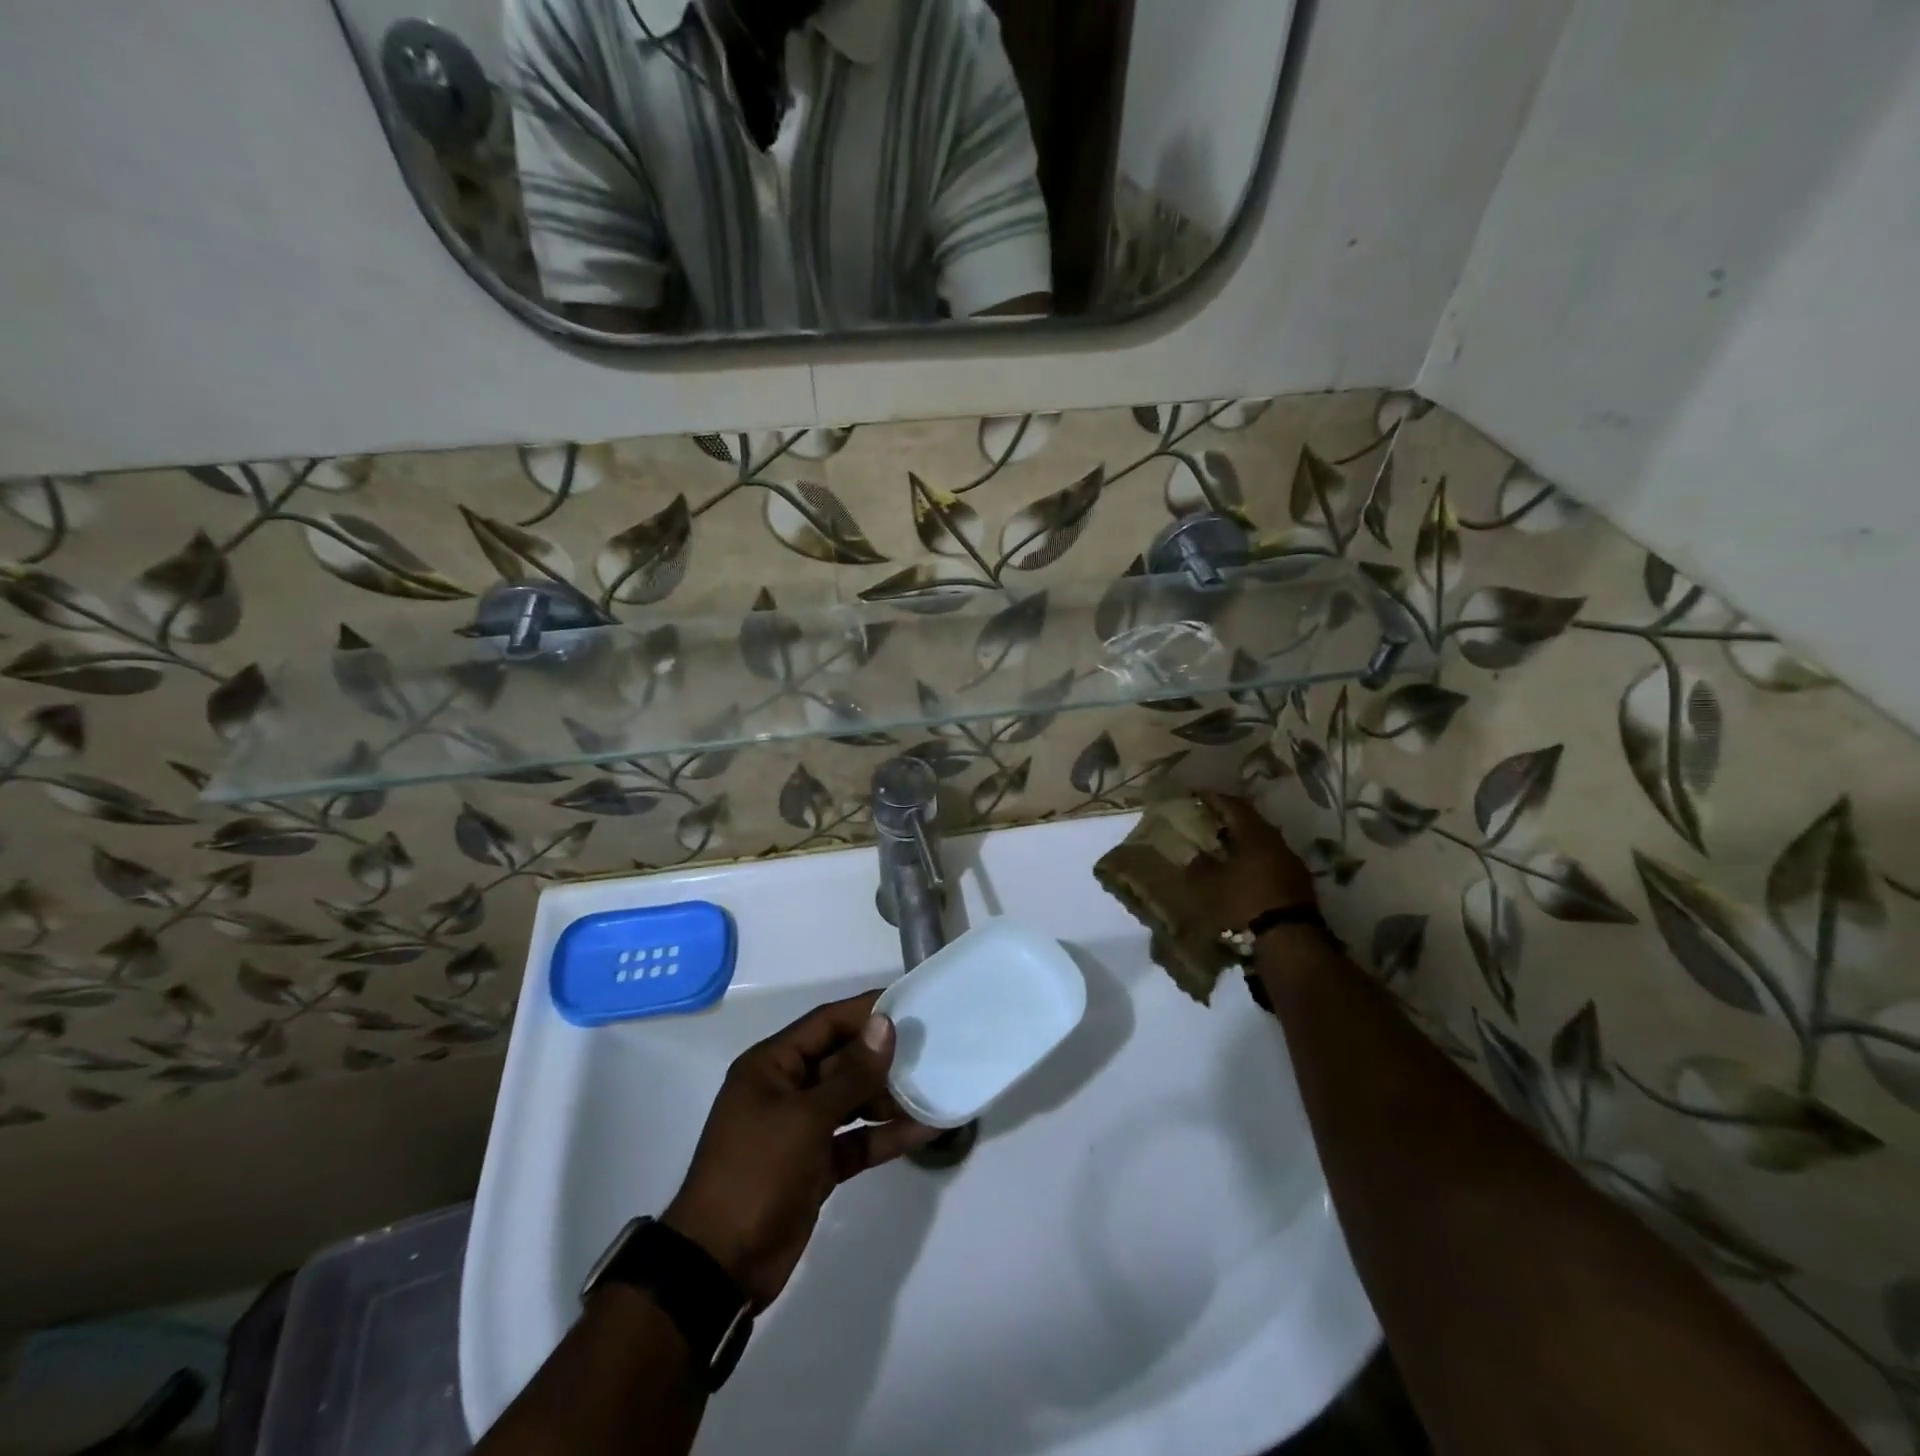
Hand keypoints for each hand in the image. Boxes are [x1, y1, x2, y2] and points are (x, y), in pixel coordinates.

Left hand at [662, 991, 938, 1309]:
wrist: (719, 1268)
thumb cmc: (756, 1173)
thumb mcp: (806, 1118)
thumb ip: (851, 1073)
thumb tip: (884, 1024)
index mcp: (772, 1066)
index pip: (826, 1023)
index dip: (865, 1010)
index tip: (909, 1001)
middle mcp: (786, 1089)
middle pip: (842, 1060)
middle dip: (883, 1056)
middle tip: (932, 1046)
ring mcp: (801, 1129)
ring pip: (852, 1101)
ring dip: (889, 1097)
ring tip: (935, 1087)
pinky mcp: (815, 1165)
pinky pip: (856, 1140)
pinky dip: (885, 1136)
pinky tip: (924, 1129)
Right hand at [1186, 791, 1317, 933]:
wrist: (1289, 940)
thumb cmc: (1244, 902)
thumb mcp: (1209, 885)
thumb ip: (1199, 866)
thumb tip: (1196, 856)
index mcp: (1255, 835)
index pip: (1234, 806)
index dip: (1215, 798)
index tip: (1199, 795)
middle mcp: (1277, 842)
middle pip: (1251, 823)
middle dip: (1230, 820)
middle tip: (1210, 820)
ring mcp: (1291, 863)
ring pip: (1263, 844)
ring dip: (1244, 843)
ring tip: (1224, 849)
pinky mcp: (1299, 884)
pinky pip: (1271, 863)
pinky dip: (1255, 862)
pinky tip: (1243, 873)